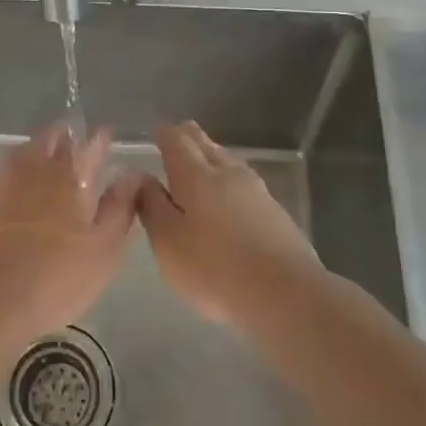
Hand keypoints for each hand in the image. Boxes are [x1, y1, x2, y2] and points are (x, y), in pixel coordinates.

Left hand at [0, 124, 139, 343]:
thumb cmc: (55, 277)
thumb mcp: (102, 249)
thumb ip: (119, 208)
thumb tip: (132, 175)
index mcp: (67, 178)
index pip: (86, 146)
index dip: (98, 139)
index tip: (105, 132)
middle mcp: (33, 171)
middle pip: (48, 141)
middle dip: (63, 136)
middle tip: (72, 139)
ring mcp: (1, 186)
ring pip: (20, 155)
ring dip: (35, 150)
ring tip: (43, 157)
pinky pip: (0, 178)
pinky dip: (12, 176)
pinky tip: (13, 191)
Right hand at [136, 121, 321, 327]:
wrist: (285, 294)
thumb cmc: (214, 268)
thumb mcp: (168, 242)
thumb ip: (152, 206)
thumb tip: (141, 177)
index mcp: (196, 175)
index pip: (177, 142)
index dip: (165, 135)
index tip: (158, 131)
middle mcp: (227, 173)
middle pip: (206, 145)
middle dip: (191, 138)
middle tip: (180, 132)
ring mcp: (256, 191)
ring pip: (229, 161)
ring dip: (213, 155)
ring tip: (204, 157)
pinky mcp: (275, 212)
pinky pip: (245, 183)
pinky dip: (230, 179)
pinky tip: (231, 193)